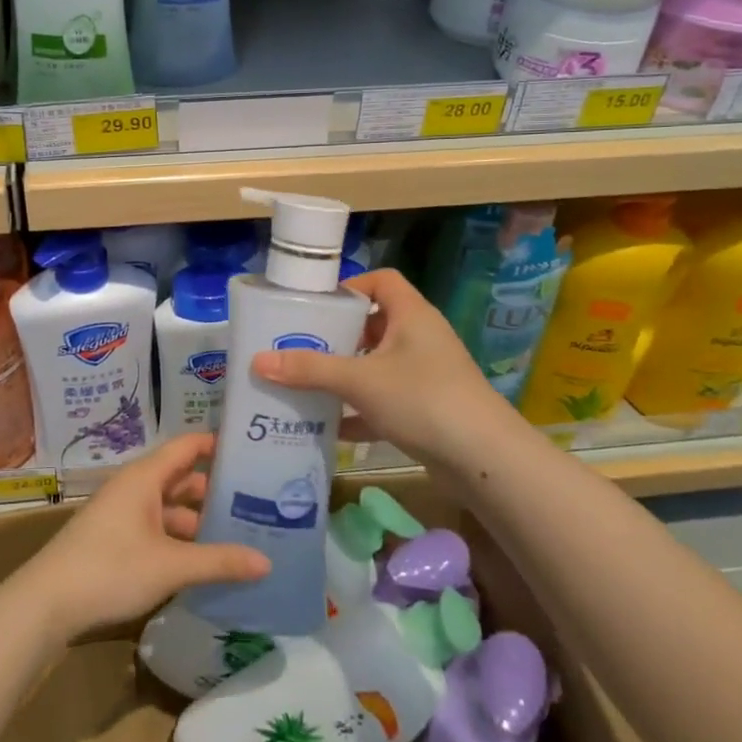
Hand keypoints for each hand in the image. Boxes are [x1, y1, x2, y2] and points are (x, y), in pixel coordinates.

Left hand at [21, 432, 269, 642]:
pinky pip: (155, 527)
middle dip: (214, 489)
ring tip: (235, 534)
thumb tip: (266, 562)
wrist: (47, 603)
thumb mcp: (171, 566)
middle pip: (180, 478)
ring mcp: (121, 513)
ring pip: (168, 507)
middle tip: (256, 500)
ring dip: (196, 519)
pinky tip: (200, 561)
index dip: (217, 445)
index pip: (188, 446)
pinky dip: (178, 538)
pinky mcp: (114, 539)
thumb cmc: (111, 569)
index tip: (252, 451)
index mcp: (145, 477)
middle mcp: (133, 487)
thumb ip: (219, 562)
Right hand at [252, 268, 503, 469]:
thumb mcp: (359, 381)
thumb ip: (309, 370)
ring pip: (378, 365)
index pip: (382, 281)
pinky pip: (386, 401)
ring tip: (306, 383)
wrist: (485, 459)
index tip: (317, 305)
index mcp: (411, 315)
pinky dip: (360, 411)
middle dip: (338, 336)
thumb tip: (257, 361)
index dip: (350, 286)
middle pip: (374, 324)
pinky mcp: (428, 409)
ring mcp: (427, 375)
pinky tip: (330, 427)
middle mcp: (421, 338)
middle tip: (300, 346)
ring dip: (346, 375)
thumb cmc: (422, 399)